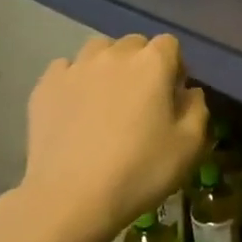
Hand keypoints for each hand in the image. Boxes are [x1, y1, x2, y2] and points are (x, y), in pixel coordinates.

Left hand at [22, 34, 207, 235]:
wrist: (71, 197)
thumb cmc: (140, 170)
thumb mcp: (189, 146)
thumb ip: (197, 110)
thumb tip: (189, 92)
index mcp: (152, 63)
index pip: (169, 44)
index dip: (174, 67)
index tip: (172, 95)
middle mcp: (113, 55)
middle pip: (134, 44)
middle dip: (142, 64)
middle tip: (141, 100)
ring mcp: (75, 67)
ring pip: (98, 51)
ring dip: (108, 66)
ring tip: (107, 99)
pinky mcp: (45, 86)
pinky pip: (66, 69)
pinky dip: (75, 80)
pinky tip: (76, 108)